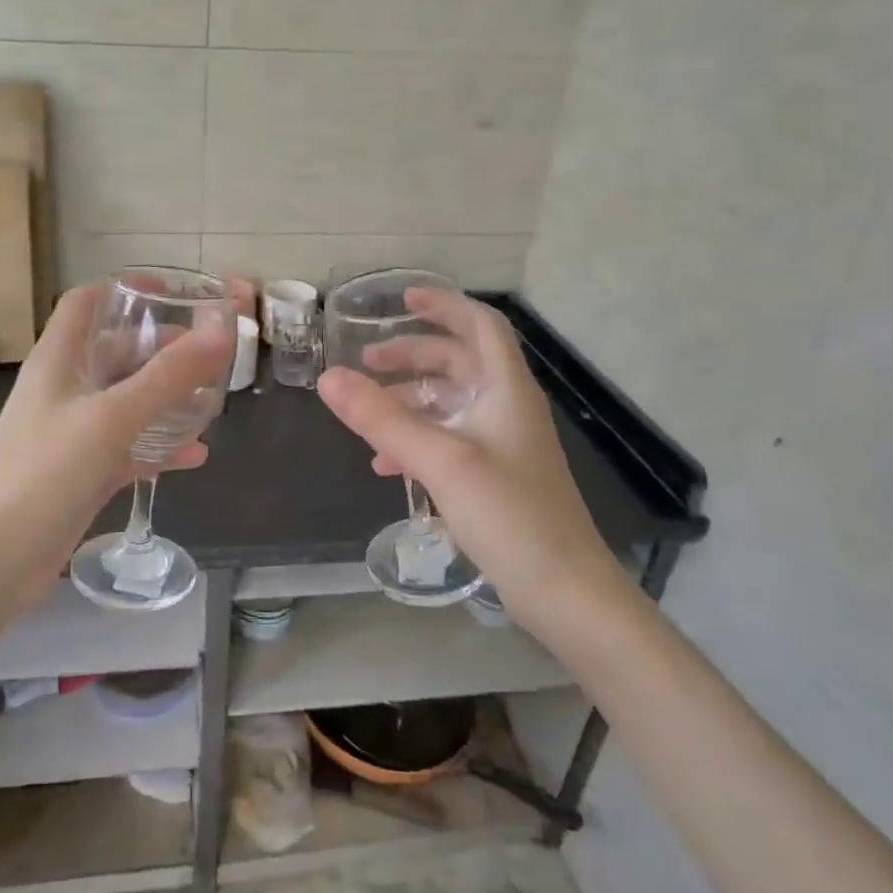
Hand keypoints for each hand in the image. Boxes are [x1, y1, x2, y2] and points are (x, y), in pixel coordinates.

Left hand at [0, 285, 234, 603]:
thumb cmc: (43, 472)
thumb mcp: (111, 417)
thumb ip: (168, 374)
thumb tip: (222, 328)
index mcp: (59, 359)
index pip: (86, 303)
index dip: (126, 289)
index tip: (174, 293)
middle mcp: (64, 389)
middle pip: (115, 351)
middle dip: (162, 347)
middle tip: (211, 352)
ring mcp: (72, 433)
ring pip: (126, 401)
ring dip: (166, 398)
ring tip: (211, 400)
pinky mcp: (81, 474)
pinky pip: (128, 448)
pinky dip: (159, 447)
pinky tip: (195, 456)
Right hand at [316, 289, 628, 626]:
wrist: (564, 591)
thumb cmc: (509, 514)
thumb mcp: (439, 460)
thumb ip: (381, 418)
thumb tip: (328, 377)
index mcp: (506, 389)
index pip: (480, 325)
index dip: (444, 305)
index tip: (402, 301)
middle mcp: (507, 408)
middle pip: (459, 361)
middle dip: (413, 354)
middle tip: (368, 361)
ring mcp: (503, 444)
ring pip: (451, 403)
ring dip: (410, 400)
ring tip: (367, 412)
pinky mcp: (496, 477)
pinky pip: (450, 440)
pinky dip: (417, 439)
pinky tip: (386, 464)